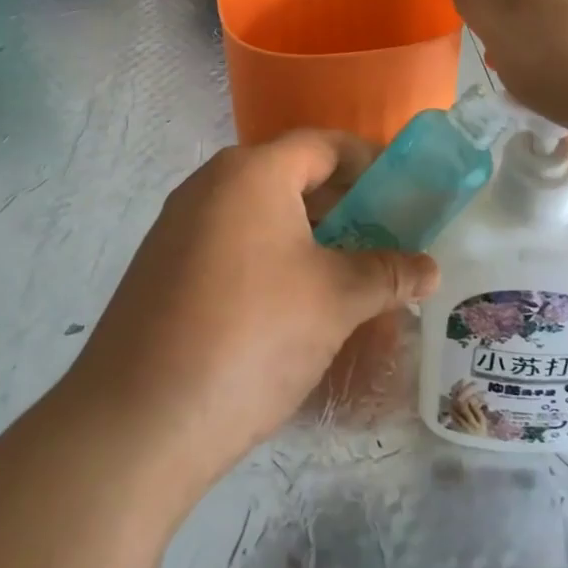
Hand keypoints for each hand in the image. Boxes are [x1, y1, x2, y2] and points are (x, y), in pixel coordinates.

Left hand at [64, 131, 438, 502]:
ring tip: (347, 277)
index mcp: (252, 172)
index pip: (324, 145)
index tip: (405, 192)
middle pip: (291, 177)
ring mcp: (179, 227)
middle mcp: (210, 185)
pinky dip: (271, 260)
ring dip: (308, 237)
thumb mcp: (334, 300)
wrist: (137, 422)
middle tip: (383, 240)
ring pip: (261, 215)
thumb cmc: (251, 336)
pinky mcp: (162, 269)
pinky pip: (232, 245)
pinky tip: (293, 306)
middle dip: (343, 206)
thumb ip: (388, 273)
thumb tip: (429, 269)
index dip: (371, 162)